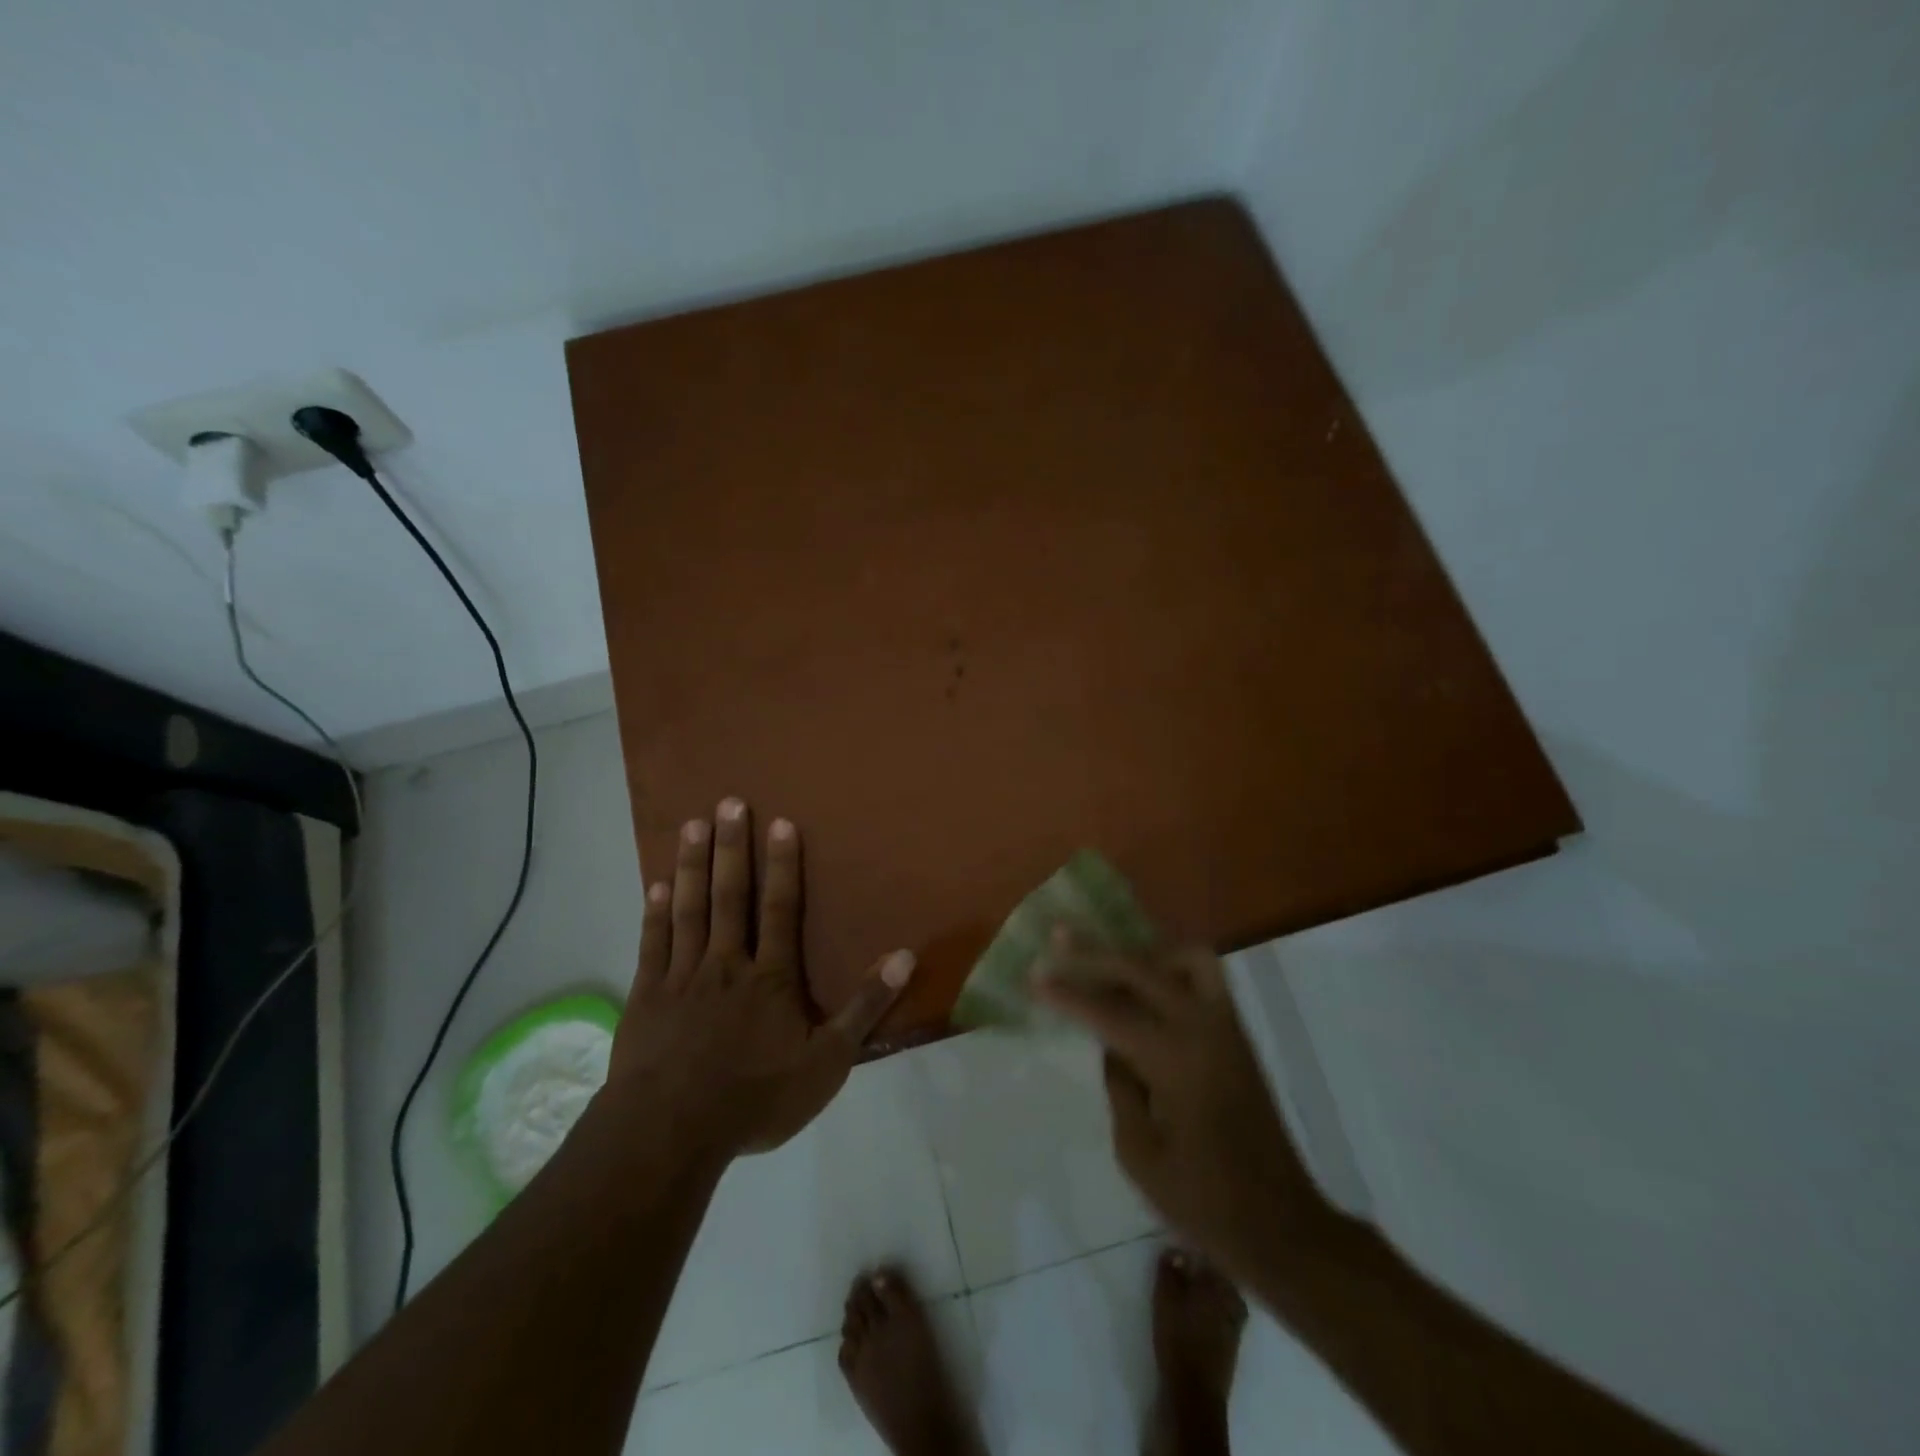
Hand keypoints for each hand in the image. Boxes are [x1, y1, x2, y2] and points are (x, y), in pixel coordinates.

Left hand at [606, 798, 915, 1156]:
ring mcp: (682, 977)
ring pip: (689, 909)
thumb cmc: (756, 1098)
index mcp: (771, 978)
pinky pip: (654, 944)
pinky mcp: (648, 996)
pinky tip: (656, 884)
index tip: (780, 822)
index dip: (782, 865)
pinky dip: (655, 912)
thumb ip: (865, 1007)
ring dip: (692, 865)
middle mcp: (727, 964)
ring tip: (692, 825)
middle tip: (728, 802)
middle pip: (731, 896)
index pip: (781, 909)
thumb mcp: (827, 1062)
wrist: (671, 1133)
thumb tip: (906, 956)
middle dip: (732, 848)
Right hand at [1036, 931, 1328, 1281]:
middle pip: (1142, 968)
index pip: (1109, 1011)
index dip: (1068, 993)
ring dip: (1144, 952)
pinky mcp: (1238, 1036)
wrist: (1282, 1226)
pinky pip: (1203, 979)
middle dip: (1095, 952)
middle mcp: (1203, 1028)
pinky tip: (1145, 985)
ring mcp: (1227, 1027)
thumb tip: (1113, 1045)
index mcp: (1174, 1060)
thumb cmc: (1203, 1202)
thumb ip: (1119, 1086)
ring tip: (1111, 961)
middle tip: (1059, 937)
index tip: (1034, 975)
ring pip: (1186, 957)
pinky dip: (1170, 968)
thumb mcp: (1138, 1154)